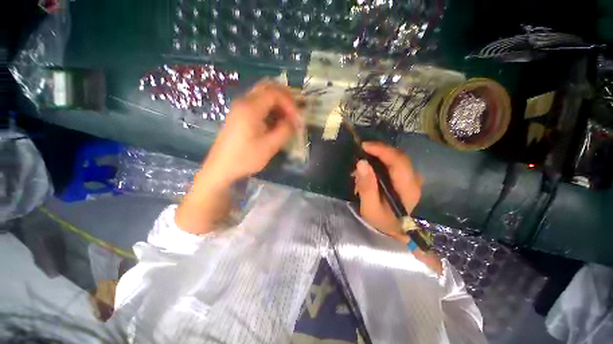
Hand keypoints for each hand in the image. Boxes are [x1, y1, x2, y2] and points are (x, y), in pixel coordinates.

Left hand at [201, 80, 301, 186]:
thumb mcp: (270, 146)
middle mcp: (244, 102)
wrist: (221, 167)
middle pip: (267, 87)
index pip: (275, 93)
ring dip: (277, 103)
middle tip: (295, 111)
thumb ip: (285, 131)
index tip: (297, 120)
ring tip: (287, 118)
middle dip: (285, 97)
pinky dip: (270, 109)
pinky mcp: (239, 115)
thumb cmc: (245, 158)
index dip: (290, 104)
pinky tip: (275, 122)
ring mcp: (240, 108)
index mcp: (250, 107)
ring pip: (262, 95)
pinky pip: (257, 104)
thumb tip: (294, 122)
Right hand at [354, 142, 422, 239]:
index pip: (399, 162)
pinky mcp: (407, 177)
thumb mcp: (370, 207)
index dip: (382, 150)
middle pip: (399, 156)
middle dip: (380, 149)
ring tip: (365, 156)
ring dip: (381, 153)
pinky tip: (372, 162)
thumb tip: (361, 162)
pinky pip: (396, 162)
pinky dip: (383, 158)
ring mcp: (412, 178)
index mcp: (408, 188)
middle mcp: (414, 180)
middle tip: (362, 149)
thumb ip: (367, 186)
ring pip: (398, 157)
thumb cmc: (382, 220)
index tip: (364, 146)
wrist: (395, 229)